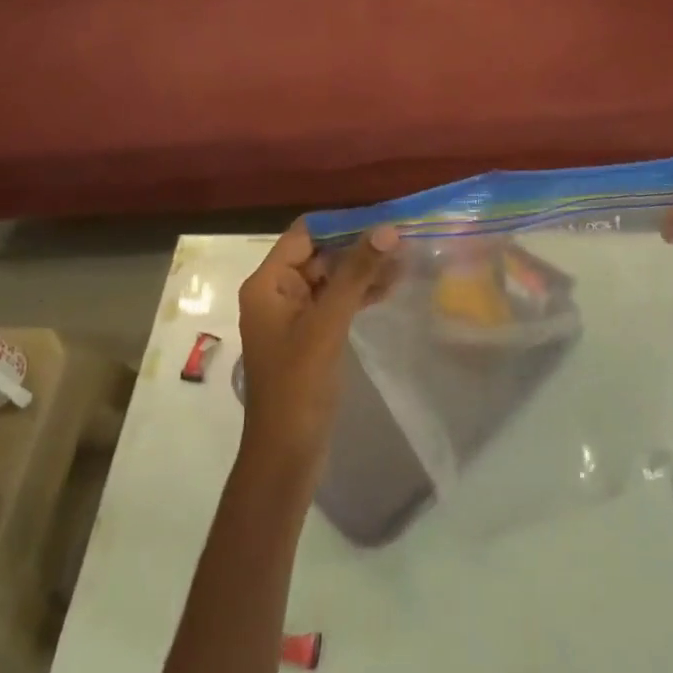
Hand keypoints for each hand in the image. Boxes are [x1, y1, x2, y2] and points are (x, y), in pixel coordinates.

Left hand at [236, 220, 399, 482]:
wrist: (287, 453)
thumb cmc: (299, 384)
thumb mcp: (328, 324)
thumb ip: (356, 274)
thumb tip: (386, 229)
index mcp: (268, 283)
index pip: (305, 234)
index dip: (342, 223)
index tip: (382, 218)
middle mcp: (277, 292)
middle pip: (320, 253)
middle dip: (358, 245)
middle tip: (402, 237)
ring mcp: (294, 315)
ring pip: (332, 278)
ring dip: (363, 269)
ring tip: (405, 259)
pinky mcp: (311, 336)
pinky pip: (336, 302)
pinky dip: (359, 293)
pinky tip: (390, 286)